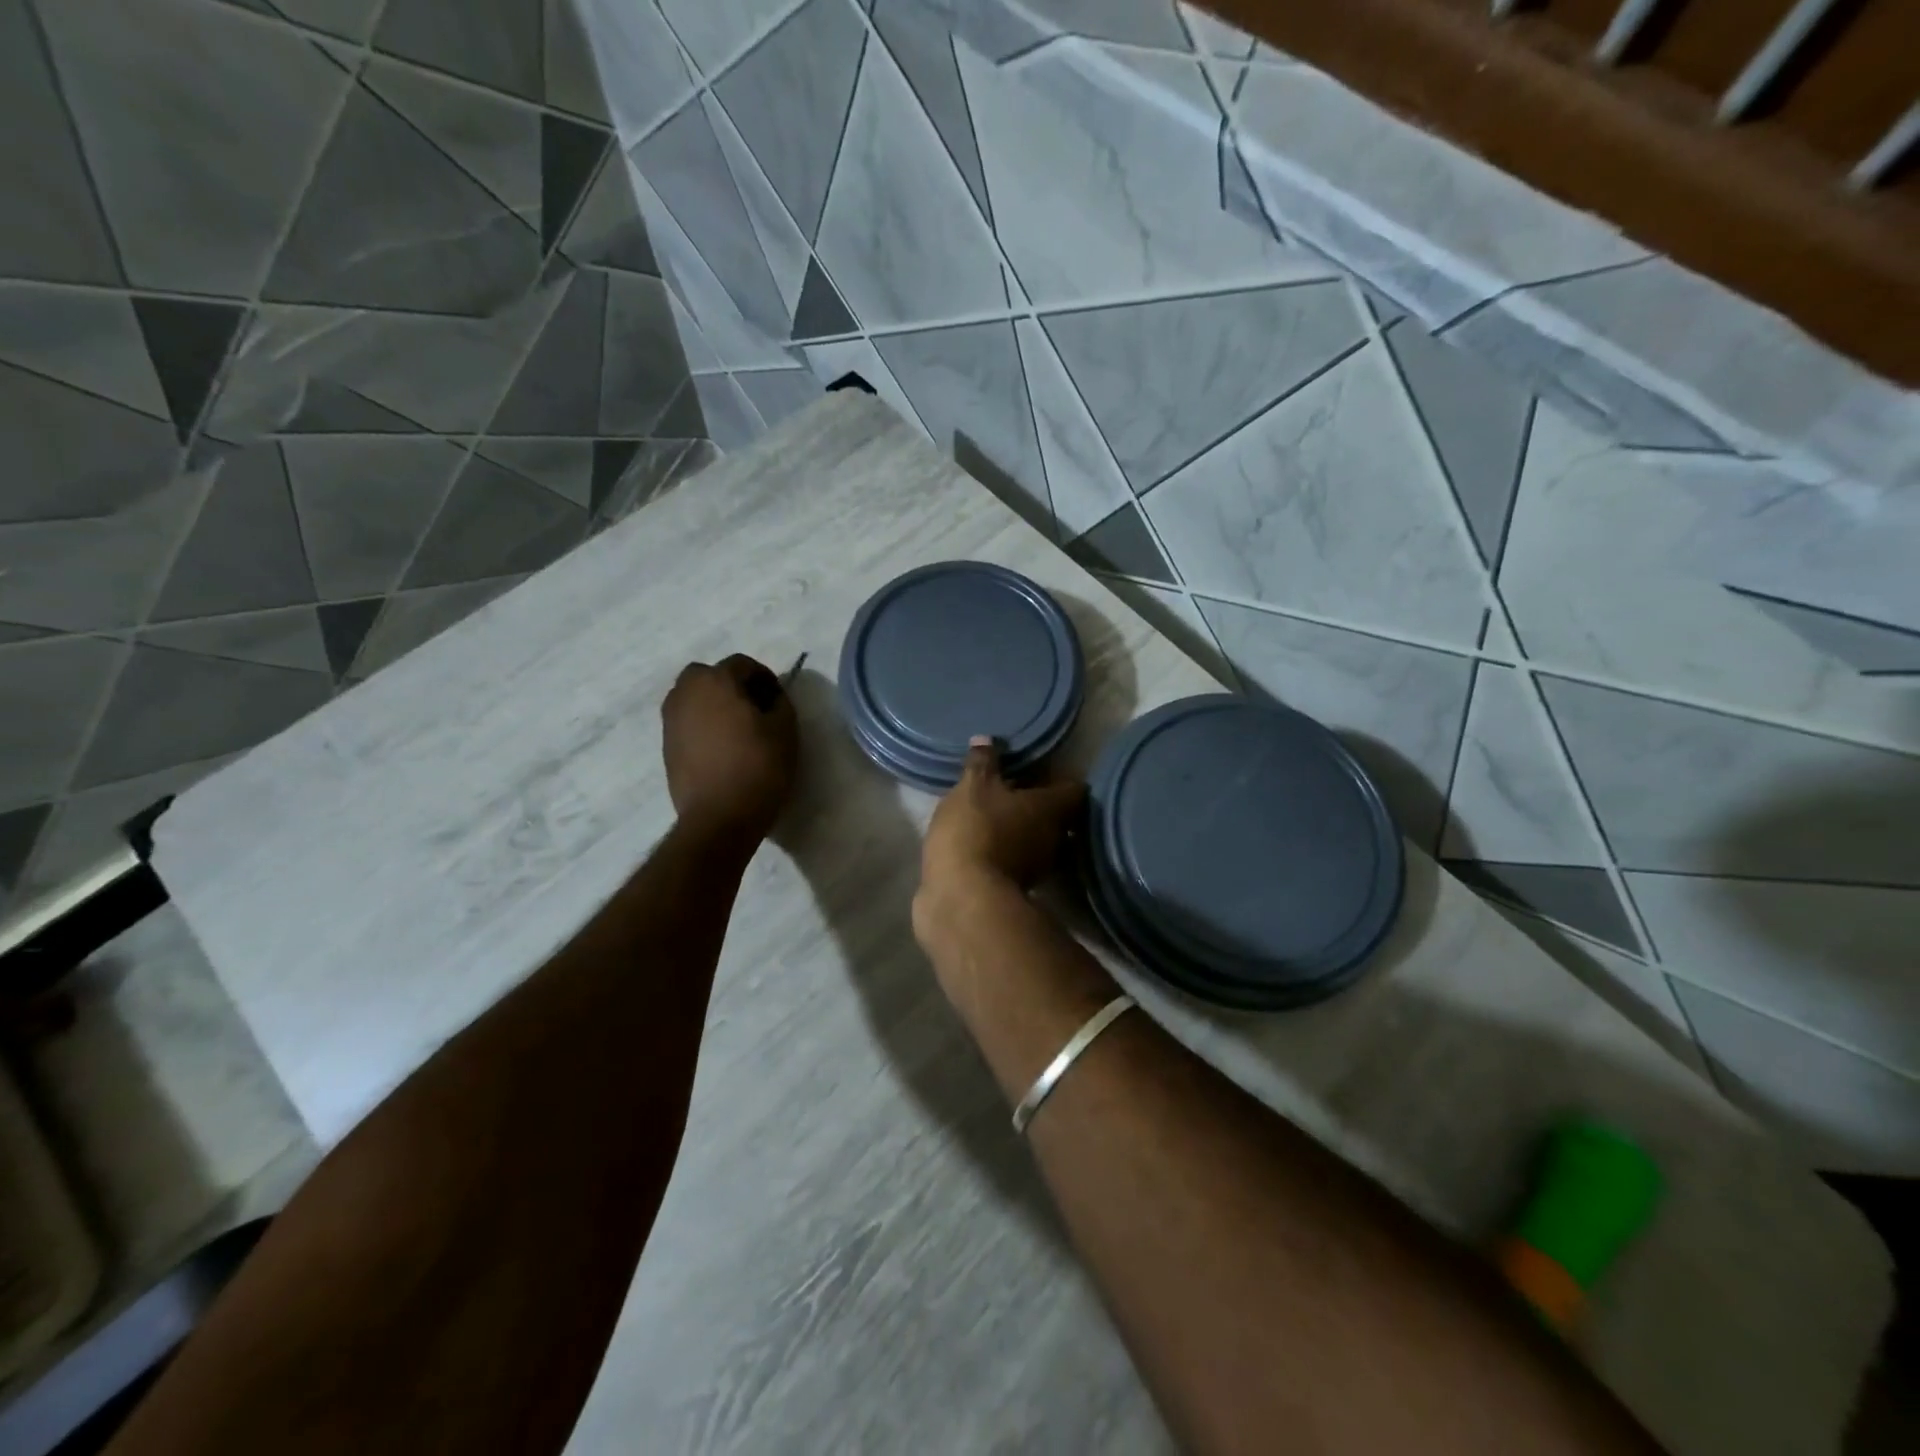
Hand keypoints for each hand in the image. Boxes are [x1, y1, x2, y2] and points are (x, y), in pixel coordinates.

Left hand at [662, 655, 799, 846]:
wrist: (719, 817)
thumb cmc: (758, 767)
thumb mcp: (785, 731)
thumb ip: (780, 703)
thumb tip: (771, 697)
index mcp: (715, 681)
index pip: (742, 663)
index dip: (764, 677)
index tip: (777, 699)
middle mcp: (685, 693)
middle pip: (708, 675)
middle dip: (731, 685)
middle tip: (753, 708)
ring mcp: (671, 721)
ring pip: (692, 698)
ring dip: (713, 704)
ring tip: (736, 730)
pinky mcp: (666, 747)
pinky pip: (686, 723)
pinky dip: (702, 726)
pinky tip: (721, 749)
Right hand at [920, 738, 1085, 901]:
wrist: (961, 899)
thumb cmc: (975, 830)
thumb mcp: (972, 787)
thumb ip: (982, 763)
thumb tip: (986, 739)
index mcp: (1052, 808)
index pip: (1073, 788)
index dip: (1059, 777)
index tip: (1040, 768)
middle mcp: (1055, 838)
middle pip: (1058, 816)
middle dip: (1038, 804)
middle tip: (1013, 788)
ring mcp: (1038, 868)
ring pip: (1038, 840)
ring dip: (1021, 829)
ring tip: (996, 815)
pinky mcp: (1016, 890)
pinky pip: (1016, 861)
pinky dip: (1006, 851)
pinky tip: (983, 842)